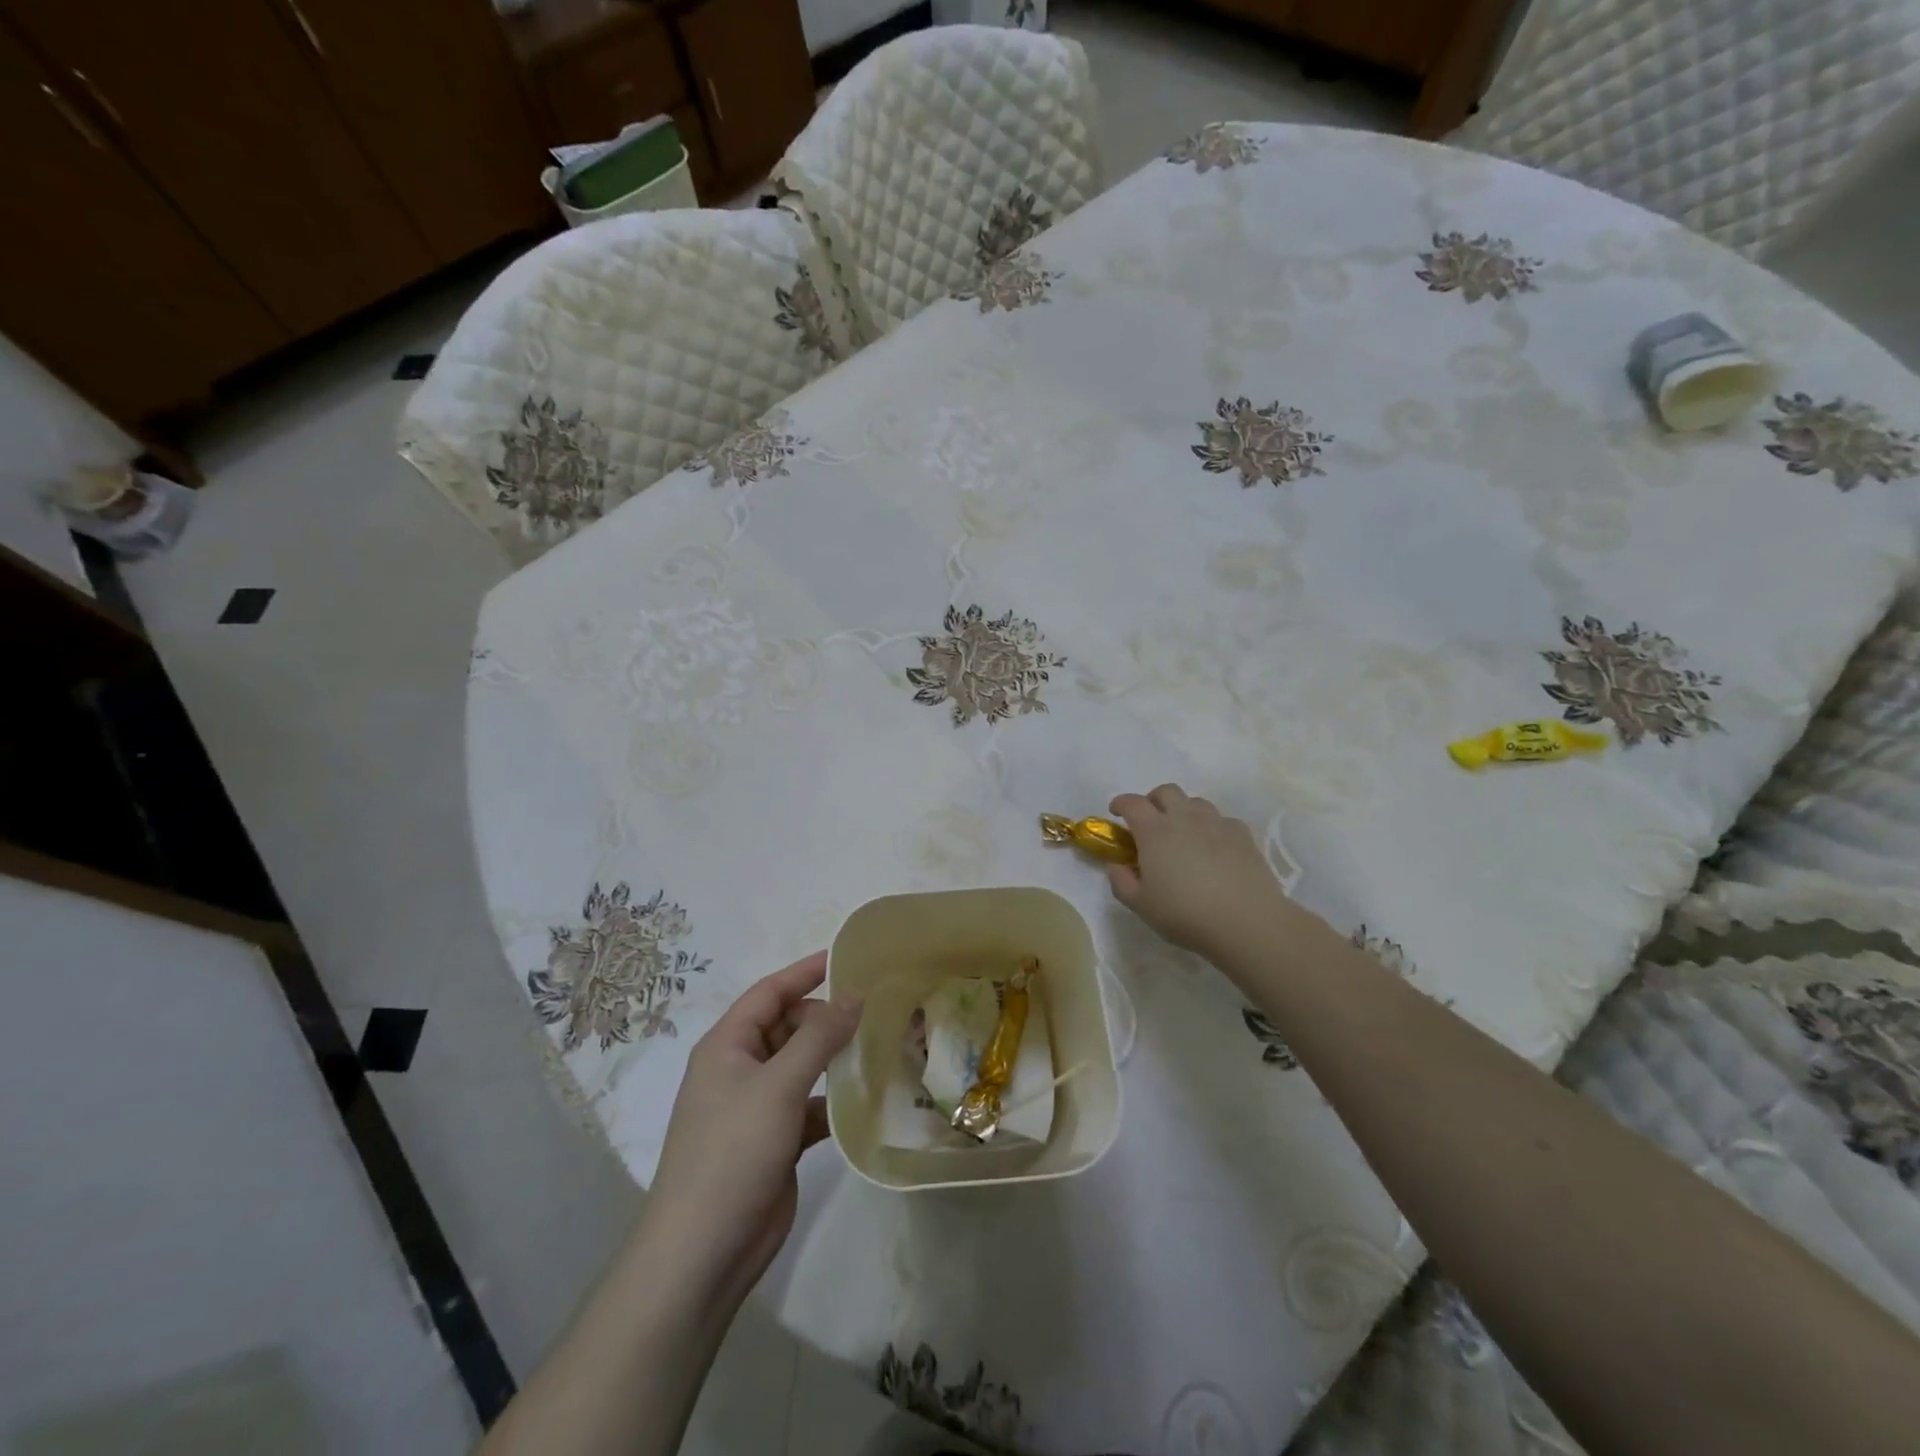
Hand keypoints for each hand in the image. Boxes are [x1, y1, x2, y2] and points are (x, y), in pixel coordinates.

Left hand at [645, 952, 858, 1308]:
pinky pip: (810, 1104)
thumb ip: (819, 1037)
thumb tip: (854, 995)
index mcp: (727, 1046)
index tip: (848, 957)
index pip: (770, 992)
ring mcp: (757, 1107)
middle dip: (827, 1017)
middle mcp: (740, 1069)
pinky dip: (835, 1099)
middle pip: (788, 1026)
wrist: (703, 1252)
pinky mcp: (776, 1140)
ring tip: (881, 1044)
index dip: (806, 971)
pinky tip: (868, 1097)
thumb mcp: (778, 1085)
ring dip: (834, 1057)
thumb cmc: (732, 1152)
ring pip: (802, 1066)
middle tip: (876, 1009)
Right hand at [1106, 784, 1291, 960]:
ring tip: (1183, 834)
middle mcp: (1184, 818)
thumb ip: (1120, 881)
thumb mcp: (1140, 905)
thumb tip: (1115, 864)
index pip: (1132, 803)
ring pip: (1195, 802)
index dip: (1121, 803)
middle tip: (1150, 821)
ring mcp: (1216, 823)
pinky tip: (1213, 848)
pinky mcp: (1242, 834)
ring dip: (1183, 810)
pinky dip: (1211, 827)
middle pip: (1166, 791)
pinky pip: (1221, 819)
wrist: (1246, 922)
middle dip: (1153, 800)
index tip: (1116, 813)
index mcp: (1154, 831)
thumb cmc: (1185, 914)